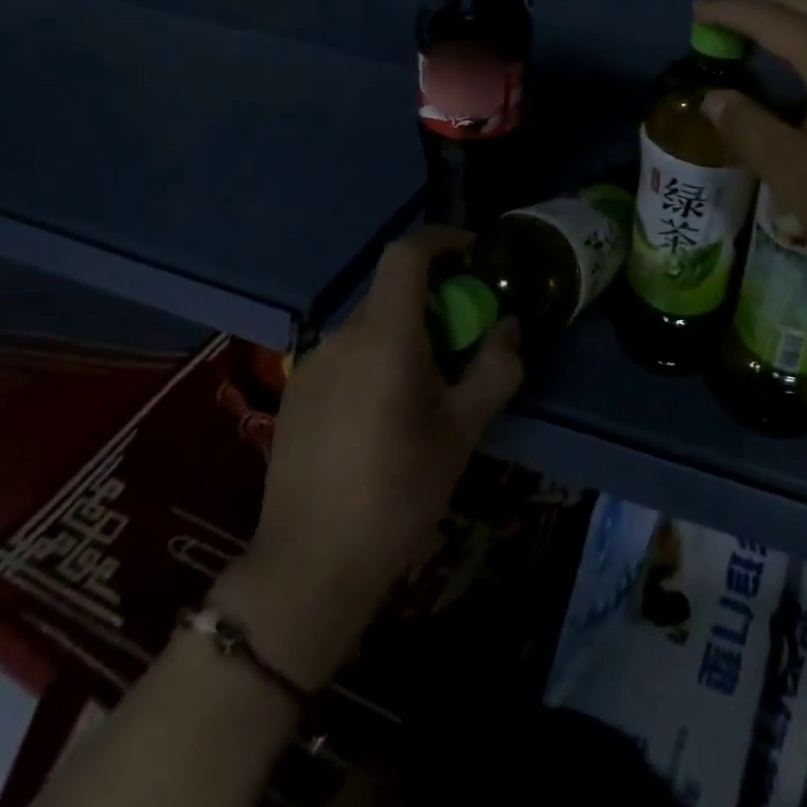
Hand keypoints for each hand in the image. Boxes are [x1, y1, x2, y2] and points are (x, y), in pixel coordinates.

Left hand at [212, 227, 522, 689]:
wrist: (310, 566)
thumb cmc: (399, 493)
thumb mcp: (463, 431)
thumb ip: (495, 368)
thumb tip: (510, 327)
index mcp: (385, 337)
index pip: (406, 254)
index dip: (442, 240)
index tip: (474, 255)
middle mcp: (341, 337)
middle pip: (392, 292)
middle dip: (435, 298)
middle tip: (465, 338)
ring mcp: (311, 364)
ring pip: (370, 326)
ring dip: (406, 333)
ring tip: (429, 386)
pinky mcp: (296, 393)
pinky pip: (346, 354)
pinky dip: (377, 358)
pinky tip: (386, 413)